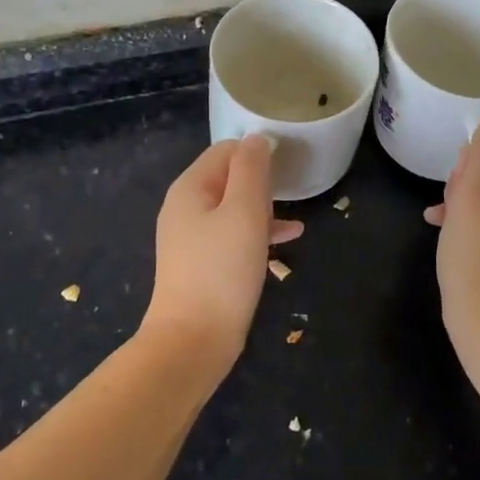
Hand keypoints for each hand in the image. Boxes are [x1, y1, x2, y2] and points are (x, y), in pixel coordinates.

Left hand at [142, 137, 303, 372]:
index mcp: (190, 188)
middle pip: (228, 178)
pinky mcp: (202, 264)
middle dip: (262, 181)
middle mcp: (185, 207)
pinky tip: (287, 240)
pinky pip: (232, 235)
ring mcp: (191, 238)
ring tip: (295, 216)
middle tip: (292, 191)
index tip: (289, 163)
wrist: (193, 340)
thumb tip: (257, 139)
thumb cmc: (222, 269)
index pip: (226, 151)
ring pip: (233, 208)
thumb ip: (251, 170)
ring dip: (264, 208)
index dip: (257, 151)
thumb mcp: (244, 211)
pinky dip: (257, 233)